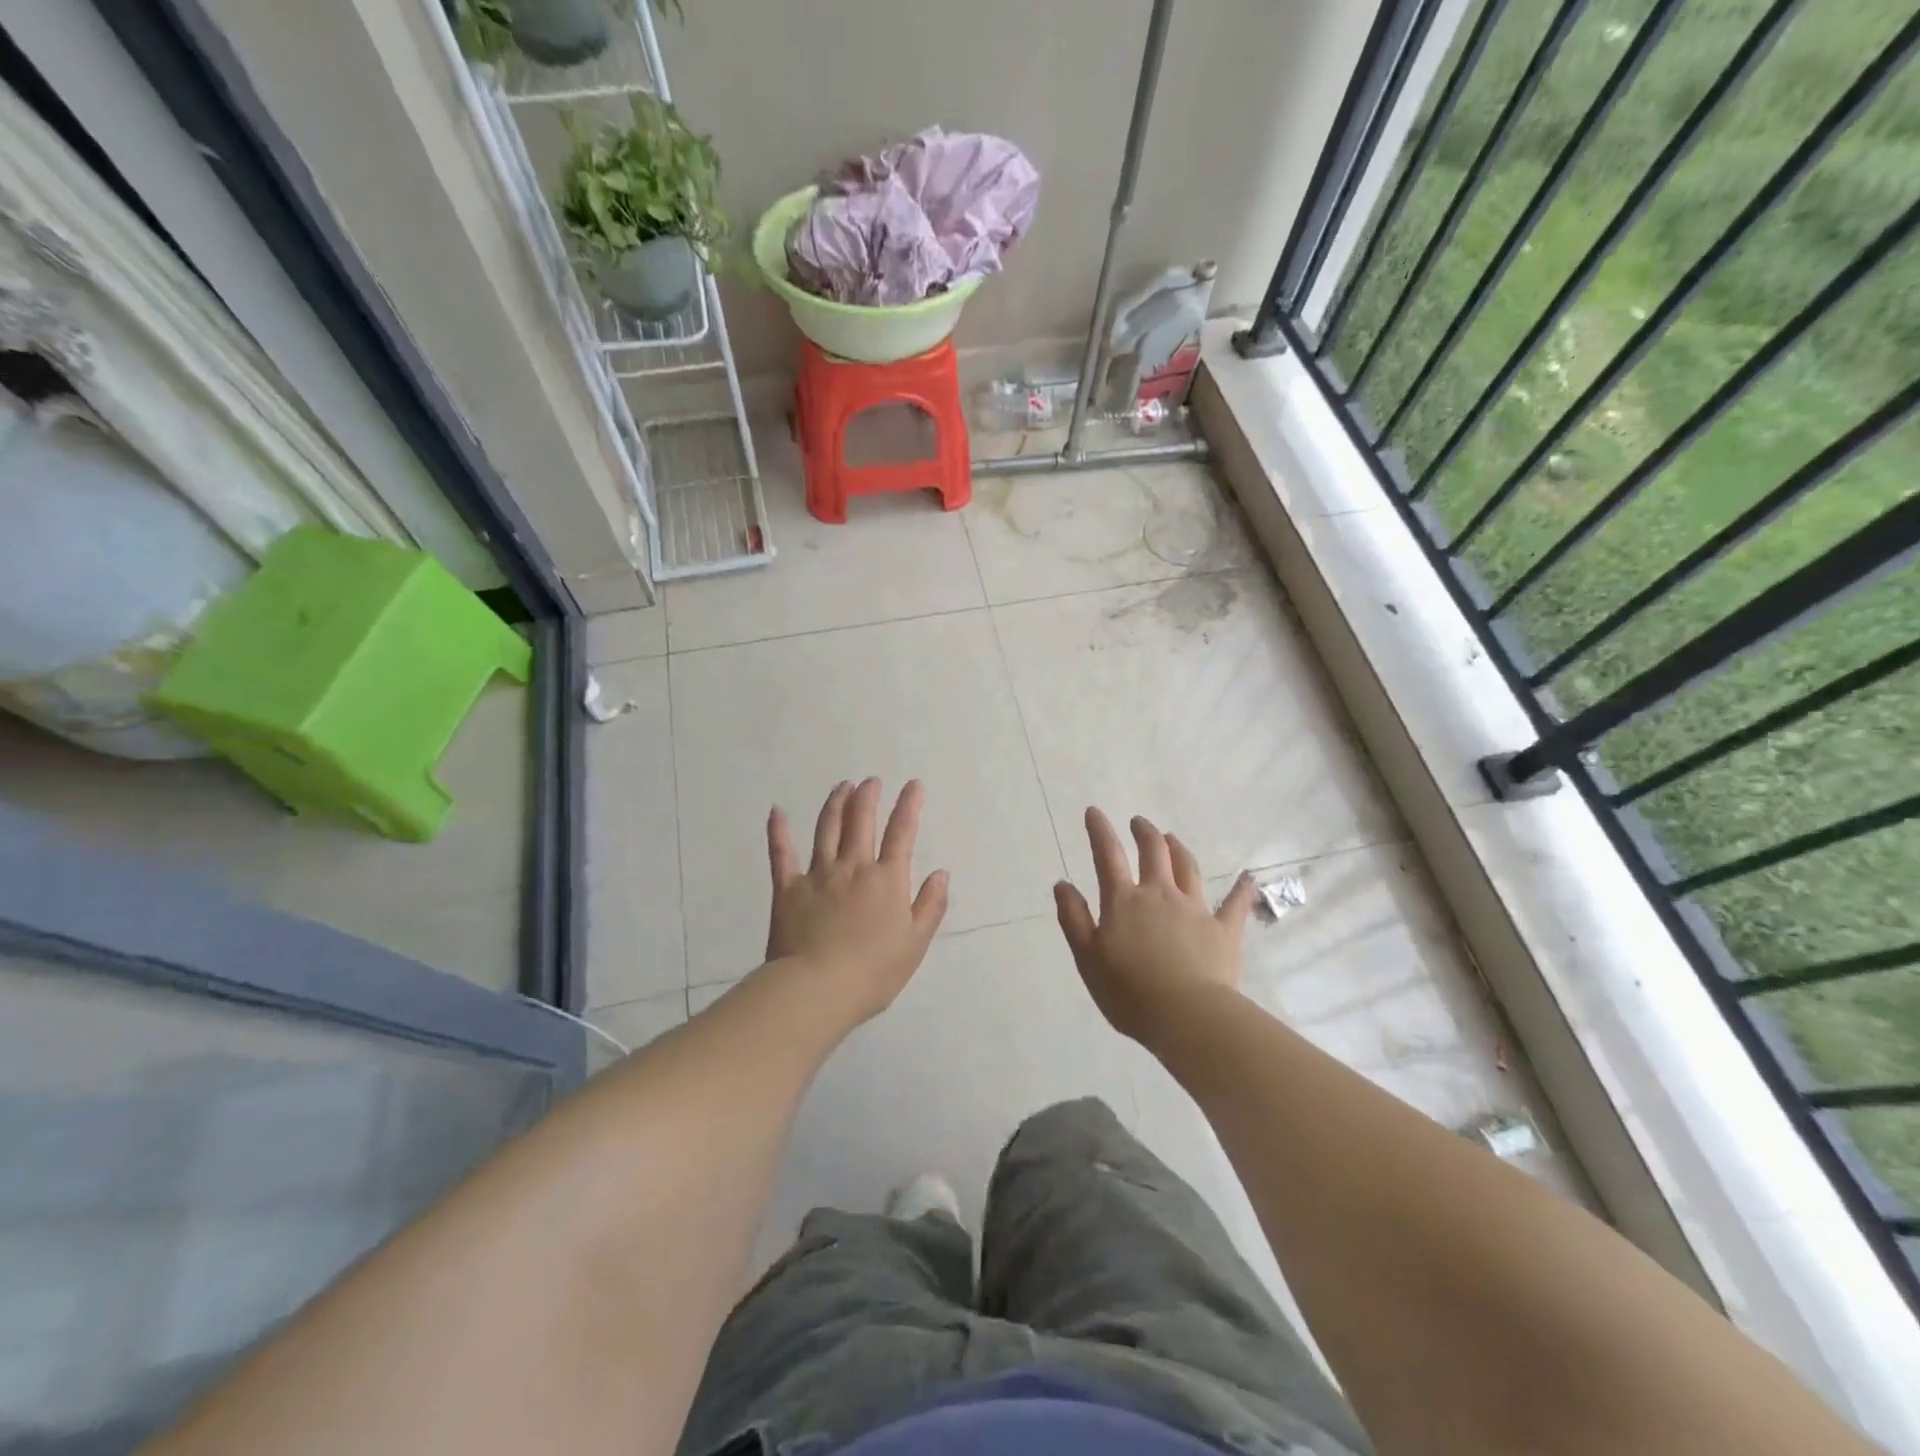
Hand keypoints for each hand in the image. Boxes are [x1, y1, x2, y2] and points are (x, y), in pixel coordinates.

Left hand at [764, 778, 949, 1027]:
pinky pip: (781, 853)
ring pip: (826, 828)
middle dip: (868, 796)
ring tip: (842, 786)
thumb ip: (930, 905)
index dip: (909, 806)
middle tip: (871, 781)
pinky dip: (778, 831)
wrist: (816, 989)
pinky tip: (777, 811)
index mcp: (887, 880)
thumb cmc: (872, 973)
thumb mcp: (915, 944)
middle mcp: (853, 867)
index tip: (913, 785)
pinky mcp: (787, 888)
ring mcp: (818, 875)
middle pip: (861, 821)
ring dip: (836, 803)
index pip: (902, 833)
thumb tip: (941, 873)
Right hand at [1054, 808, 1257, 1047]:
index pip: (1108, 856)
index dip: (1100, 831)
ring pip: (1188, 868)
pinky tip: (1247, 878)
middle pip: (1154, 852)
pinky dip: (1240, 889)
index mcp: (1124, 901)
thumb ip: (1073, 918)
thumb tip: (1062, 884)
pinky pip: (1235, 904)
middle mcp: (1160, 894)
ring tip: (1172, 838)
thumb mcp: (1087, 958)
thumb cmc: (1129, 992)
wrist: (1187, 1016)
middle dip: (1144, 833)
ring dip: (1178, 849)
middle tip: (1139, 823)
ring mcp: (1195, 909)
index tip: (1094, 811)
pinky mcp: (1224, 930)